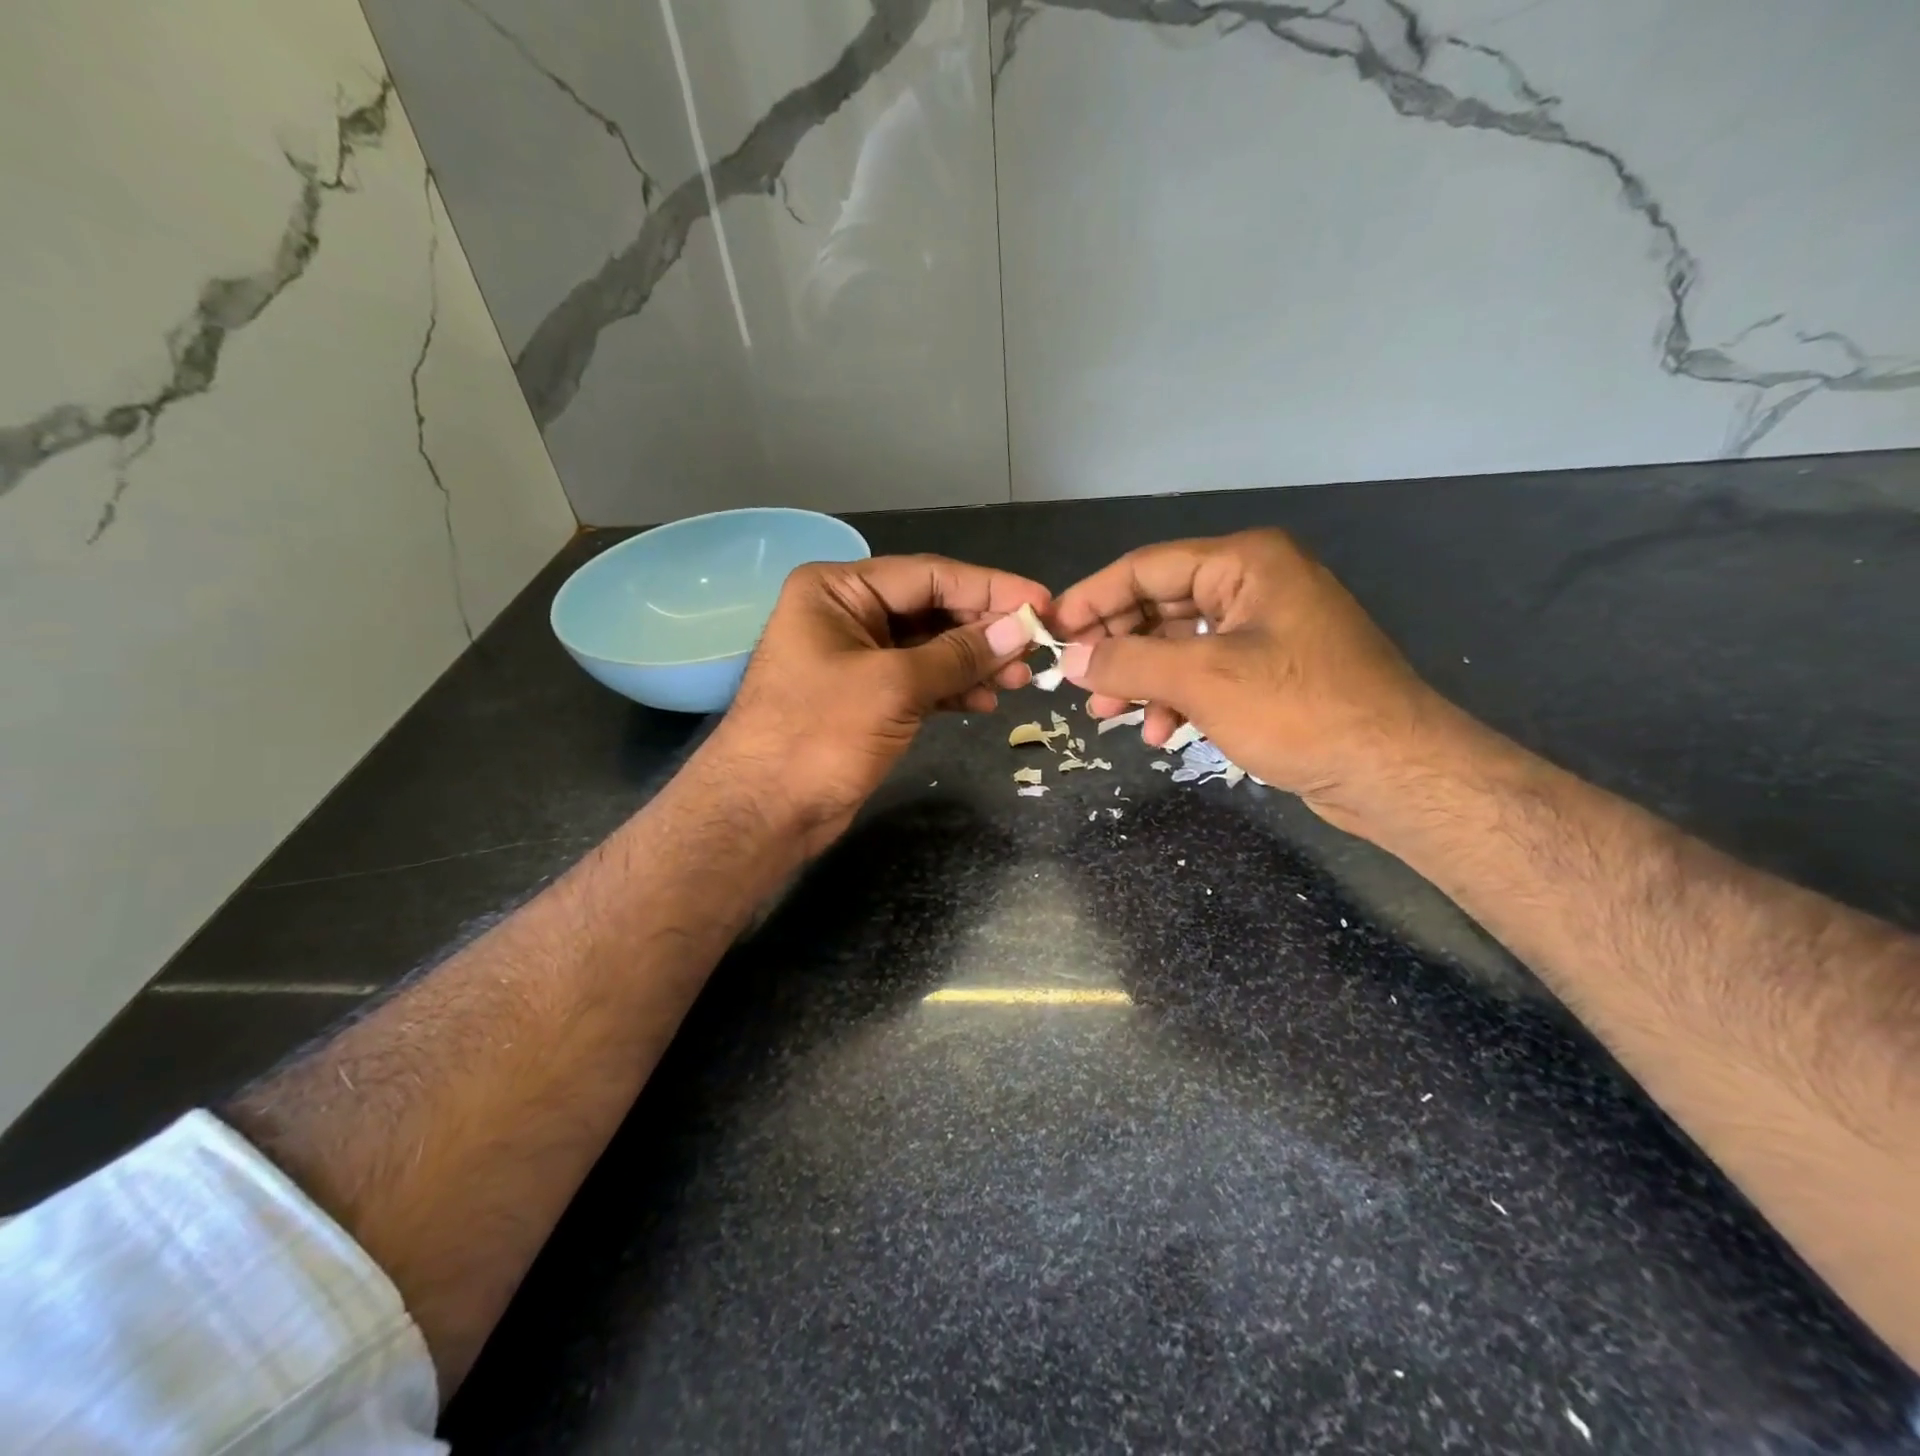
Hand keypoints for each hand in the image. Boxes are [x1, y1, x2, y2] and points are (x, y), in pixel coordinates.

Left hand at [702, 554, 1049, 852]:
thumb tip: (1020, 629)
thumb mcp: (894, 686)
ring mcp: (856, 658)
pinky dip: (953, 690)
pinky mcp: (866, 698)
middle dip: (984, 630)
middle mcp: (847, 613)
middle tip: (1036, 649)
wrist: (765, 812)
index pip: (929, 575)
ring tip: (1020, 680)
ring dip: (975, 662)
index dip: (990, 588)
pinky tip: (986, 702)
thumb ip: (959, 654)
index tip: (1042, 603)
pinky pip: (920, 681)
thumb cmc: (819, 735)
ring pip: (930, 648)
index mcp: (838, 589)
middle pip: (932, 609)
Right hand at [1050, 530, 1446, 834]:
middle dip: (1117, 647)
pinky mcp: (1270, 670)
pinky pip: (1204, 672)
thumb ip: (1129, 662)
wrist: (1393, 770)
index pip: (1146, 568)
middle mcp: (1254, 584)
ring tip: (1107, 717)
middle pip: (1160, 605)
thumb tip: (1073, 659)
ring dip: (1141, 680)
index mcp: (1244, 563)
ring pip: (1178, 644)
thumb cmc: (1298, 709)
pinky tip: (1159, 732)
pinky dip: (1176, 698)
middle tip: (1077, 682)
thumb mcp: (1202, 680)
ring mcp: (1264, 629)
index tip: (1051, 630)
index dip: (1092, 598)